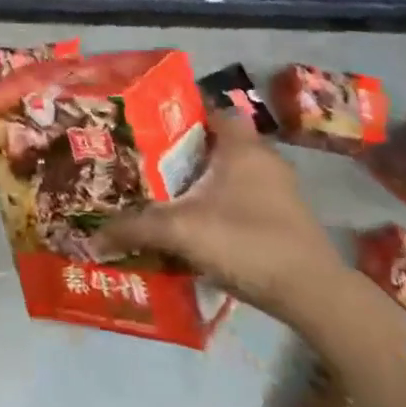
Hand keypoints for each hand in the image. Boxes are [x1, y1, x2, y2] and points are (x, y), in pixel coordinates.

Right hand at [96, 107, 350, 323]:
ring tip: (170, 194)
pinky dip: (224, 205)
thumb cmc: (246, 241)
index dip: (182, 113)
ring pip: (234, 173)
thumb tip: (91, 237)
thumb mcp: (181, 232)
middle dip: (188, 151)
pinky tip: (200, 225)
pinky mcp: (288, 220)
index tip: (151, 124)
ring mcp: (281, 191)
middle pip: (219, 142)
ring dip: (207, 181)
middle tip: (151, 161)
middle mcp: (264, 160)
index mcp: (242, 146)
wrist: (314, 295)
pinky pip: (247, 199)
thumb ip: (135, 229)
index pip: (211, 110)